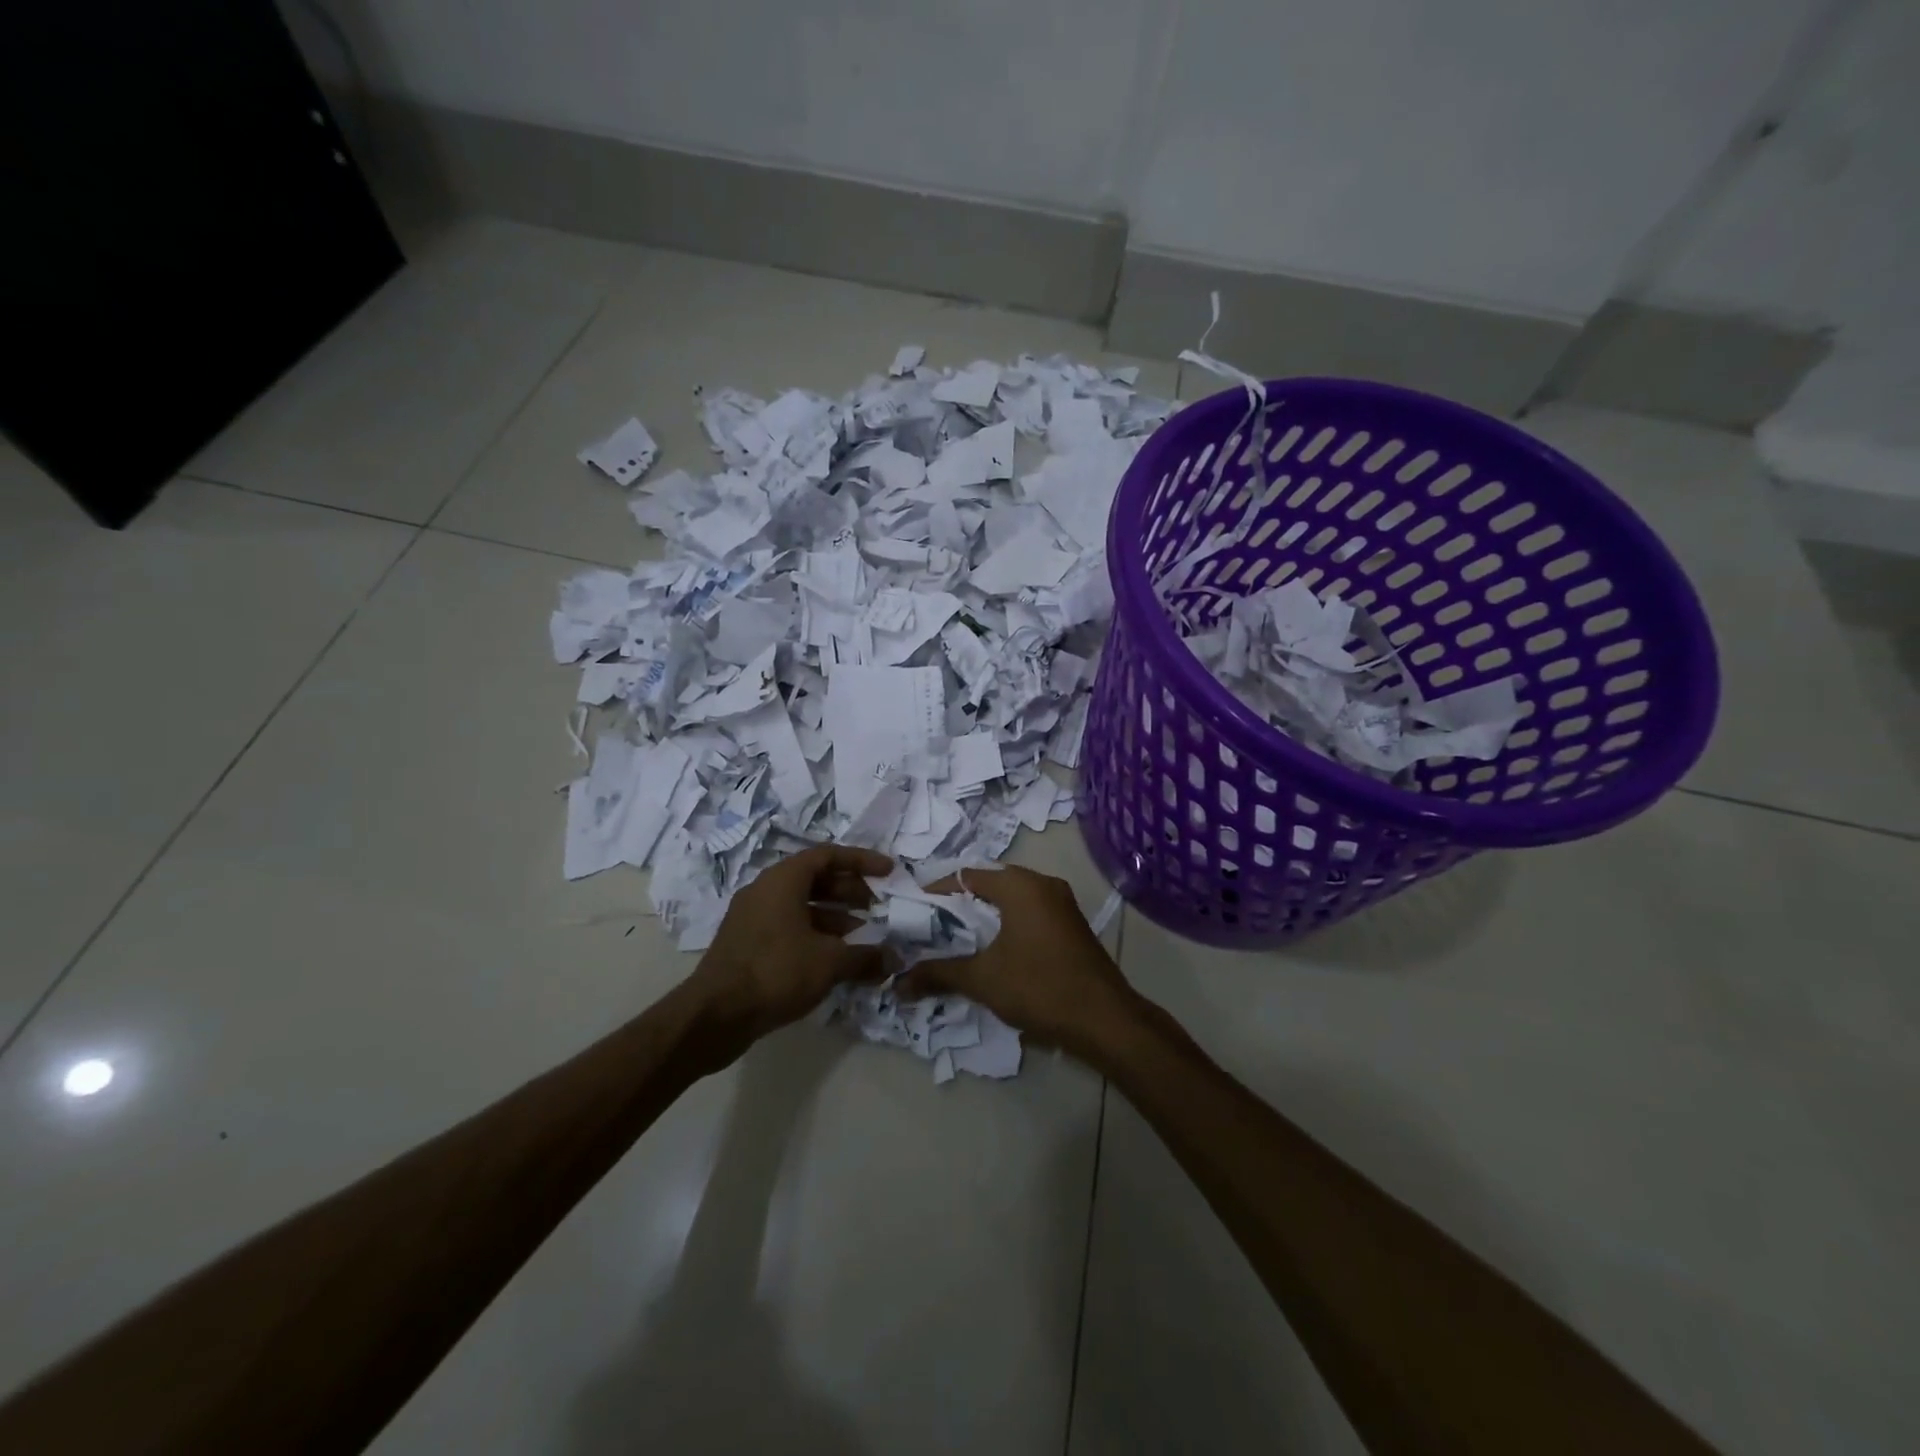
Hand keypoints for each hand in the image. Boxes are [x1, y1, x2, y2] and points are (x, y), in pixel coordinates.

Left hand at [683, 844, 893, 1067]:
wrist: (714, 1016)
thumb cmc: (775, 972)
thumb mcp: (829, 962)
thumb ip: (866, 956)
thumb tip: (894, 959)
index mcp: (782, 880)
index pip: (828, 855)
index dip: (861, 861)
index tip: (888, 872)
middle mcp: (765, 890)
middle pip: (814, 879)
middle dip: (849, 891)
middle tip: (876, 907)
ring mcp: (752, 918)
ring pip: (801, 905)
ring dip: (834, 915)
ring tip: (861, 936)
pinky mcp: (747, 944)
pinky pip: (788, 926)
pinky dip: (814, 934)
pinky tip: (834, 959)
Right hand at [900, 866, 1140, 1061]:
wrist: (1104, 1019)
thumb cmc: (1039, 987)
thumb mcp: (982, 980)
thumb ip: (938, 974)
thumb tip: (898, 983)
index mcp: (1020, 885)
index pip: (966, 875)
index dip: (937, 892)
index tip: (913, 912)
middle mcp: (1043, 883)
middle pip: (990, 884)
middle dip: (959, 906)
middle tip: (931, 928)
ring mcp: (1062, 903)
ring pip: (1011, 900)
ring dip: (984, 917)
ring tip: (956, 941)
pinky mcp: (1071, 925)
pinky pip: (1030, 914)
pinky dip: (1007, 925)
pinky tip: (993, 951)